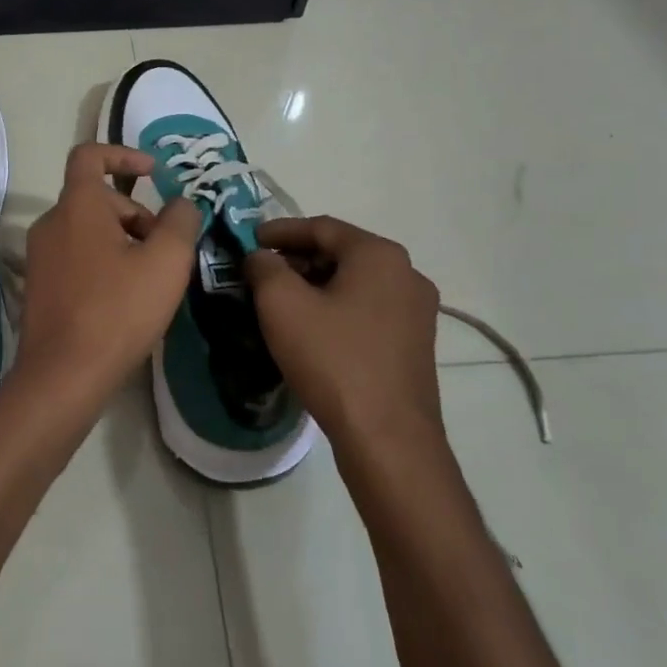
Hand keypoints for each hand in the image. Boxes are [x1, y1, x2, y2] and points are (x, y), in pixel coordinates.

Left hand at [15, 143, 201, 405]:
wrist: (63, 375)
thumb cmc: (117, 311)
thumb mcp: (166, 263)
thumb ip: (180, 223)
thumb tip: (181, 203)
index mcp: (78, 206)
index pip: (90, 155)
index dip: (123, 153)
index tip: (154, 172)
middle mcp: (51, 222)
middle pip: (98, 199)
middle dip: (137, 215)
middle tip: (165, 252)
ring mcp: (40, 256)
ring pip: (88, 230)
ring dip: (123, 241)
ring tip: (150, 280)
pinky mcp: (39, 286)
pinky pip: (76, 257)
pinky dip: (104, 262)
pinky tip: (124, 300)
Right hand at [243, 216, 443, 446]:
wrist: (388, 439)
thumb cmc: (333, 359)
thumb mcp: (282, 304)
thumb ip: (264, 267)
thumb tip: (261, 258)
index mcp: (379, 255)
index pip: (321, 227)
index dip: (280, 231)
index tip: (249, 241)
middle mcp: (406, 274)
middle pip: (340, 253)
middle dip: (297, 260)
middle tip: (260, 273)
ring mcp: (417, 311)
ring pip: (354, 283)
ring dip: (315, 286)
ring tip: (280, 302)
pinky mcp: (415, 344)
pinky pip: (368, 310)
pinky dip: (336, 309)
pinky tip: (312, 330)